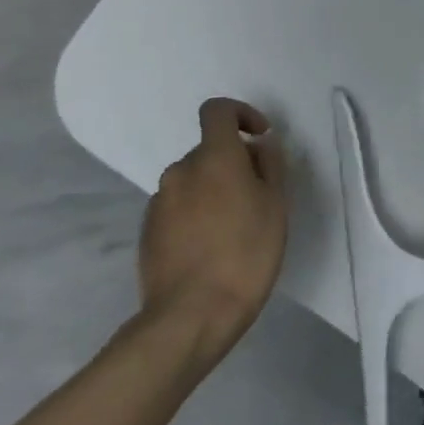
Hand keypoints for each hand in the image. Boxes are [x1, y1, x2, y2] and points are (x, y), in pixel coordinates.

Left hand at [139, 98, 288, 368]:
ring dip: (215, 190)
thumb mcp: (276, 205)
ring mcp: (159, 201)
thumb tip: (259, 145)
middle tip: (259, 198)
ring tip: (236, 228)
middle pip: (209, 150)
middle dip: (234, 163)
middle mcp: (180, 171)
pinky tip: (211, 247)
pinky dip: (197, 213)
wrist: (192, 313)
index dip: (241, 114)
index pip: (217, 110)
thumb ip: (269, 166)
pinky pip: (179, 206)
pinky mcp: (148, 230)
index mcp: (214, 158)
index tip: (260, 138)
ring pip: (194, 181)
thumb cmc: (247, 253)